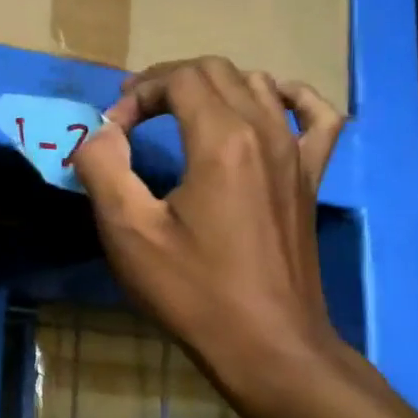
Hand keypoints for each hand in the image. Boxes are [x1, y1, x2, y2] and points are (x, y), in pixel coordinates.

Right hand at [70, 58, 347, 417]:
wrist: (268, 345)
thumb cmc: (193, 290)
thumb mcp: (128, 231)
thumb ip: (103, 167)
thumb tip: (101, 131)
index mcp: (221, 140)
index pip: (178, 80)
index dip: (138, 94)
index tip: (113, 132)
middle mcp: (265, 132)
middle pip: (216, 71)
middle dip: (167, 82)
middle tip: (133, 115)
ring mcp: (296, 154)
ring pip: (258, 84)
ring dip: (211, 87)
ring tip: (178, 114)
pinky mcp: (310, 178)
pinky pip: (315, 116)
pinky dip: (290, 97)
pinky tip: (269, 104)